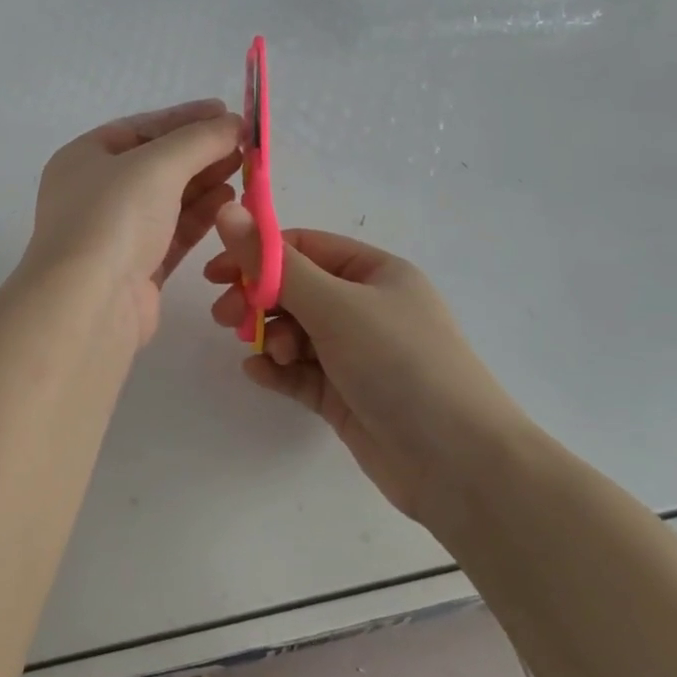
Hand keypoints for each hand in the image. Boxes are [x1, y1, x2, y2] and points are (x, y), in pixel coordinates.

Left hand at [21, 100, 243, 347]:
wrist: (89, 303)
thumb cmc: (114, 217)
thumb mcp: (157, 165)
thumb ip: (199, 140)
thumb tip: (233, 123)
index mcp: (84, 158)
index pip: (139, 127)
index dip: (183, 118)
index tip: (225, 112)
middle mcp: (94, 193)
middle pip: (155, 164)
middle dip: (199, 151)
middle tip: (244, 144)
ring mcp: (114, 233)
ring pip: (166, 199)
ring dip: (204, 182)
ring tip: (244, 169)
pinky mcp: (136, 268)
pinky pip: (173, 233)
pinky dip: (200, 216)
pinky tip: (230, 202)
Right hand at [206, 209, 530, 524]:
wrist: (461, 466)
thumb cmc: (400, 364)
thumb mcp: (335, 306)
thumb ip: (275, 263)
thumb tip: (227, 211)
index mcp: (374, 272)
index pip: (303, 248)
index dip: (257, 255)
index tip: (216, 274)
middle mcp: (366, 307)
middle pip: (295, 289)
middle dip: (258, 300)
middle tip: (225, 318)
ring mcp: (357, 353)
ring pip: (295, 331)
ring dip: (271, 337)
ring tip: (267, 355)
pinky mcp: (347, 394)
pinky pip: (301, 371)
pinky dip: (279, 370)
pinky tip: (261, 375)